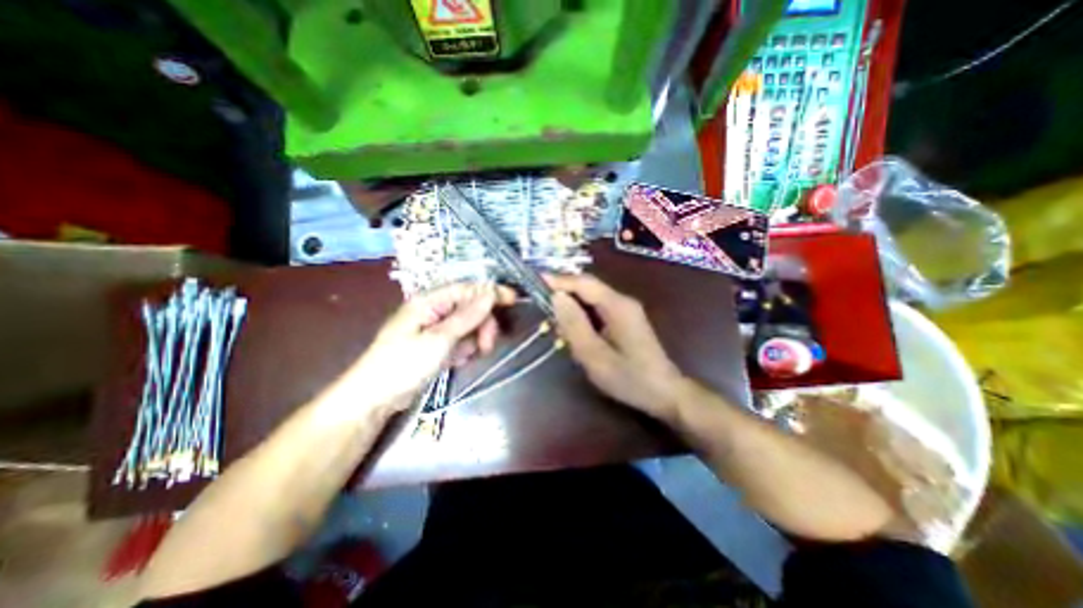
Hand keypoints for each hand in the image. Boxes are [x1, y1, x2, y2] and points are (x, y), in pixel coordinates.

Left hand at [349, 283, 511, 415]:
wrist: (376, 398)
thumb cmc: (404, 364)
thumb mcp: (439, 339)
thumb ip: (467, 316)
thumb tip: (490, 293)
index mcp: (430, 301)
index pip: (467, 289)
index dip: (491, 292)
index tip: (513, 299)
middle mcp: (434, 310)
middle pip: (471, 308)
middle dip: (483, 324)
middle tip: (487, 344)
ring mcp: (436, 328)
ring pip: (469, 326)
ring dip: (475, 339)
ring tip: (470, 356)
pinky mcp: (437, 345)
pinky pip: (461, 341)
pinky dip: (465, 349)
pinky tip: (458, 361)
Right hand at [545, 273, 688, 421]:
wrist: (664, 393)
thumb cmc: (629, 378)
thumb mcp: (595, 355)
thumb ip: (574, 325)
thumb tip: (556, 297)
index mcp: (617, 305)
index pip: (584, 282)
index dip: (558, 280)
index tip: (534, 282)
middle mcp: (622, 301)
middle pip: (587, 288)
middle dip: (563, 295)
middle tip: (541, 307)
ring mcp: (625, 310)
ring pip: (590, 299)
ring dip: (571, 308)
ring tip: (554, 324)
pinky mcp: (624, 320)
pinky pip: (597, 310)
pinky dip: (581, 317)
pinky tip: (573, 332)